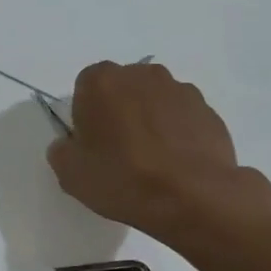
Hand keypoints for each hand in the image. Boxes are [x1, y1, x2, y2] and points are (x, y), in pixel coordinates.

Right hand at [47, 60, 270, 234]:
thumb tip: (69, 145)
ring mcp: (181, 90)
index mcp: (102, 81)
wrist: (192, 196)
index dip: (85, 115)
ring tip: (151, 162)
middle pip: (122, 89)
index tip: (91, 144)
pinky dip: (177, 134)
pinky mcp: (208, 111)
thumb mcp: (70, 174)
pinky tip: (175, 165)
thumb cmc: (122, 178)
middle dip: (118, 112)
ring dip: (150, 122)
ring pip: (155, 102)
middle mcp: (143, 74)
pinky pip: (183, 119)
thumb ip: (62, 151)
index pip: (85, 87)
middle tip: (118, 152)